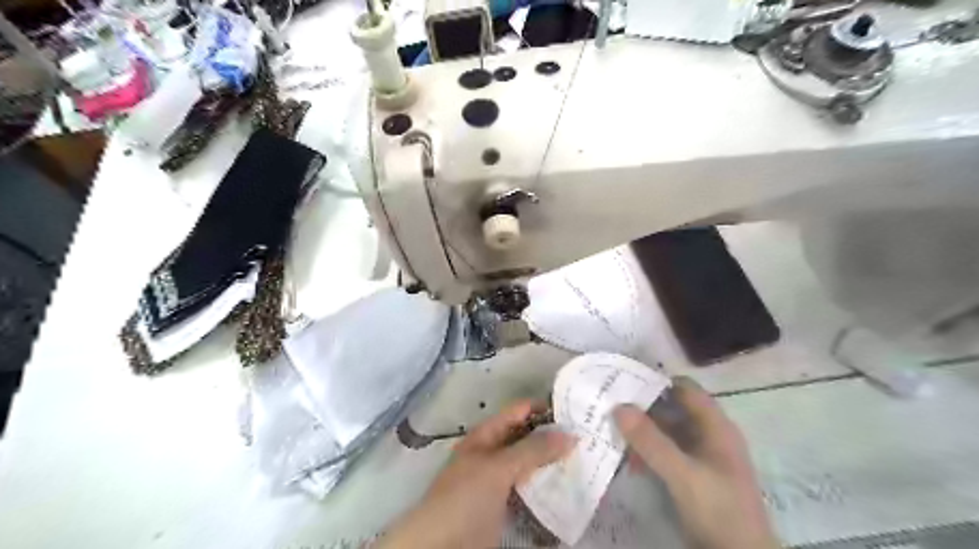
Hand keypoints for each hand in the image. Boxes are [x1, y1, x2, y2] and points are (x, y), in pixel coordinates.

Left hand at [375, 400, 575, 548]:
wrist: (441, 547)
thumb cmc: (465, 497)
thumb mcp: (498, 468)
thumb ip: (533, 449)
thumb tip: (570, 433)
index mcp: (487, 435)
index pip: (520, 411)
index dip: (545, 407)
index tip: (577, 409)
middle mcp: (494, 452)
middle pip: (527, 436)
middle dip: (554, 435)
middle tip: (588, 435)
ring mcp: (499, 480)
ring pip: (531, 463)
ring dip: (553, 461)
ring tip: (586, 458)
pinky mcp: (505, 505)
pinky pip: (531, 489)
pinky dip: (548, 485)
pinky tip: (569, 486)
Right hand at [609, 377, 781, 548]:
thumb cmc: (719, 509)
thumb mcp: (683, 474)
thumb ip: (651, 441)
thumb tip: (618, 407)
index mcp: (715, 426)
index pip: (685, 389)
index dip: (657, 381)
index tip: (624, 380)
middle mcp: (708, 435)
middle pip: (672, 409)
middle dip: (642, 407)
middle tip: (608, 404)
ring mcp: (699, 456)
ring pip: (666, 432)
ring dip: (641, 431)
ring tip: (610, 430)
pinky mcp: (691, 475)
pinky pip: (665, 453)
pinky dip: (647, 452)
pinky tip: (627, 459)